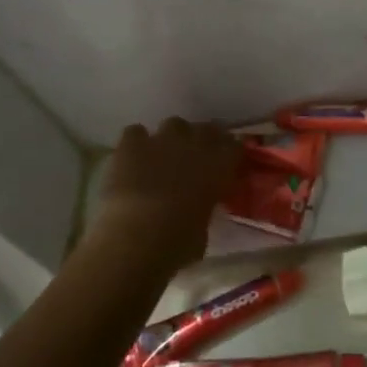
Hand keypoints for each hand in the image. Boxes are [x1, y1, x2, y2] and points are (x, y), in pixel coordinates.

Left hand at [87, 118, 240, 276]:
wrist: (138, 235)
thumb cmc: (179, 242)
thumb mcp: (203, 229)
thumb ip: (204, 209)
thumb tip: (198, 208)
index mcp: (220, 166)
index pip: (235, 146)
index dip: (229, 153)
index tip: (226, 162)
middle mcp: (195, 145)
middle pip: (206, 129)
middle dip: (203, 140)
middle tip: (195, 158)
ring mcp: (162, 140)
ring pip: (174, 124)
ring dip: (171, 138)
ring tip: (163, 156)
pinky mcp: (132, 144)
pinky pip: (135, 132)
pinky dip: (136, 143)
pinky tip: (133, 159)